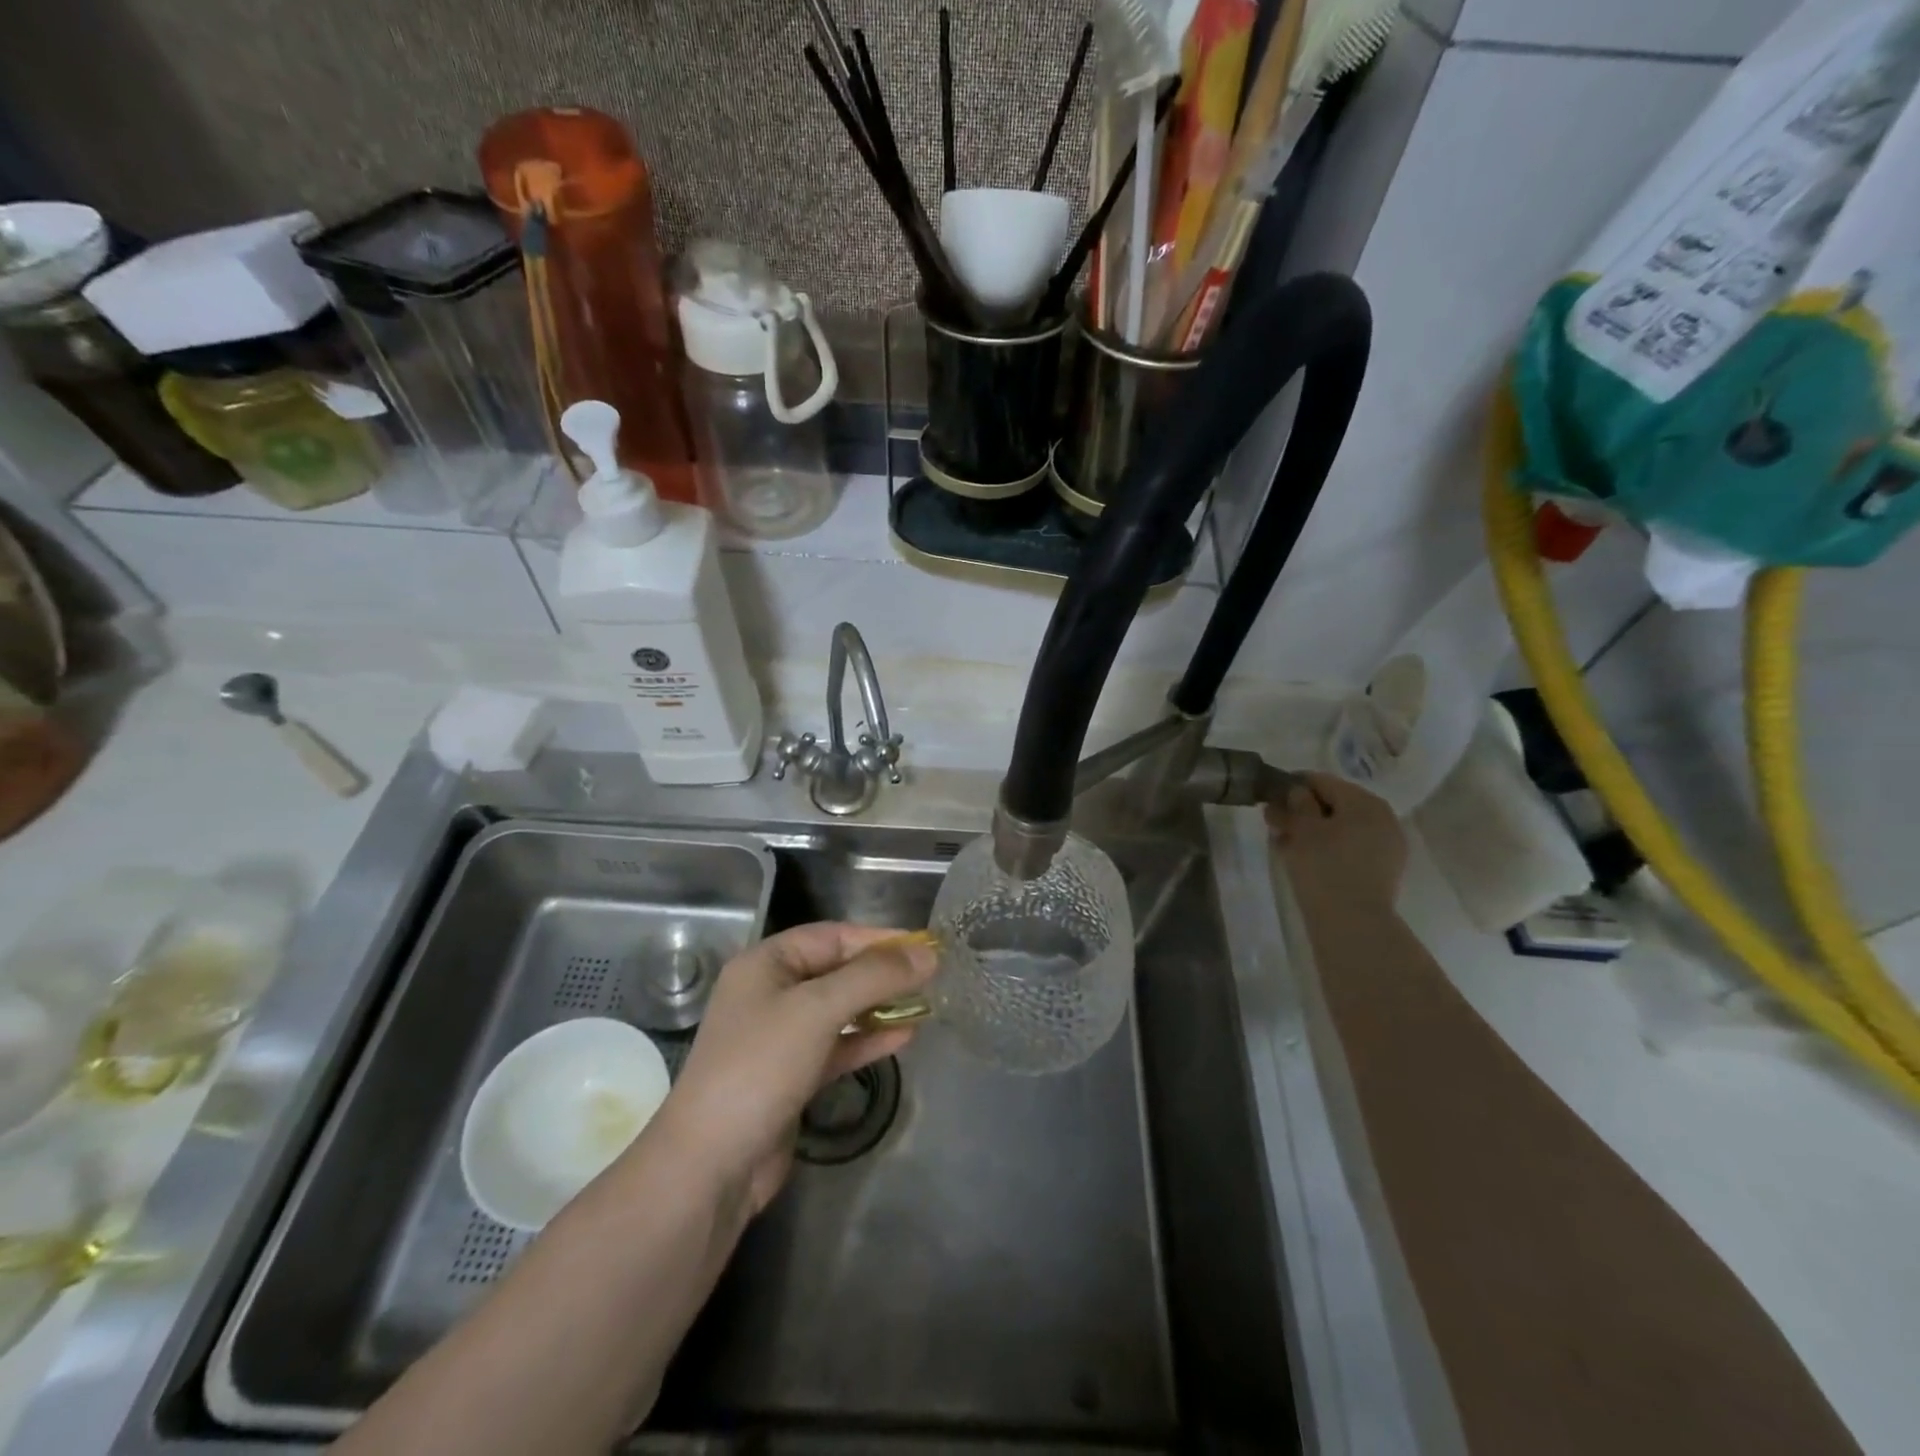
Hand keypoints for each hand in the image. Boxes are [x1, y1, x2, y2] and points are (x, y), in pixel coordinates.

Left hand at [645, 923, 937, 1213]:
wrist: (710, 1166)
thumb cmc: (760, 1067)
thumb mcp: (819, 1009)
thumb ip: (874, 977)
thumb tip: (928, 953)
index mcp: (766, 964)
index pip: (832, 936)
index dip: (878, 938)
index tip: (924, 947)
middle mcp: (770, 993)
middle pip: (836, 970)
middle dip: (882, 973)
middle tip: (931, 977)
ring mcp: (780, 1038)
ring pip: (839, 1010)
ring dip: (879, 1006)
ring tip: (925, 1005)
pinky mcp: (791, 1077)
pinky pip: (837, 1046)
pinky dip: (868, 1040)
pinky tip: (904, 1038)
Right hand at [1266, 772, 1407, 911]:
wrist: (1353, 923)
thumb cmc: (1324, 867)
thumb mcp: (1302, 829)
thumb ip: (1296, 803)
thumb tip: (1295, 791)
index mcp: (1364, 802)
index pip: (1322, 781)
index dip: (1292, 785)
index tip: (1270, 797)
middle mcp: (1382, 818)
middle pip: (1334, 804)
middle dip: (1302, 810)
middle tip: (1274, 822)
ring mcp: (1386, 845)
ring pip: (1341, 827)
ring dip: (1311, 830)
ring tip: (1283, 842)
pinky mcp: (1382, 869)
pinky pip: (1349, 847)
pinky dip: (1326, 847)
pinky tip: (1303, 858)